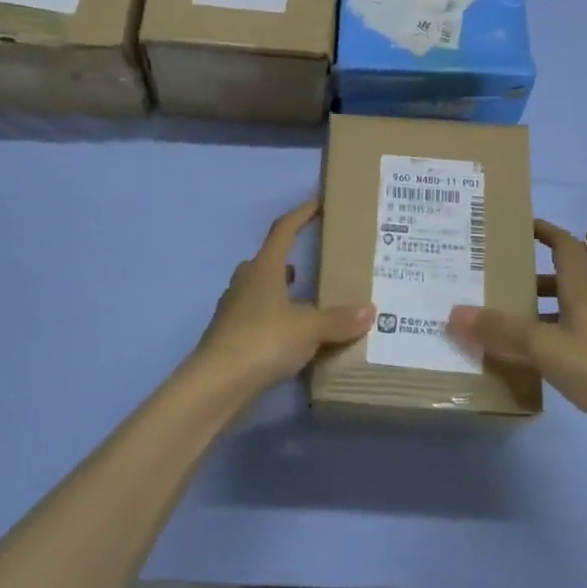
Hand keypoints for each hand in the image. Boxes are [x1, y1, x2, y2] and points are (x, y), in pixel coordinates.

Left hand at [189, 200, 375, 398]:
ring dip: (279, 290)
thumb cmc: (263, 340)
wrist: (216, 384)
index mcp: (264, 269)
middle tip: (311, 263)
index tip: (319, 203)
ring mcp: (233, 310)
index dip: (302, 214)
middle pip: (266, 260)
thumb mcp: (309, 329)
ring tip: (305, 300)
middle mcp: (245, 283)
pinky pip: (256, 317)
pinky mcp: (230, 337)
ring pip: (258, 290)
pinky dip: (274, 319)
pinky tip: (290, 335)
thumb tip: (370, 310)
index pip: (283, 230)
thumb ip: (339, 320)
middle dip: (286, 258)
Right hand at [448, 218, 586, 435]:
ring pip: (557, 311)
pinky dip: (539, 339)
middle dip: (526, 276)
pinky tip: (518, 356)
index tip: (517, 225)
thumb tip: (456, 312)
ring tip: (496, 318)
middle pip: (557, 279)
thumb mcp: (544, 346)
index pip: (564, 246)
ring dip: (530, 310)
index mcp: (581, 291)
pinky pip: (561, 338)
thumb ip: (501, 330)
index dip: (544, 230)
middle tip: (491, 278)